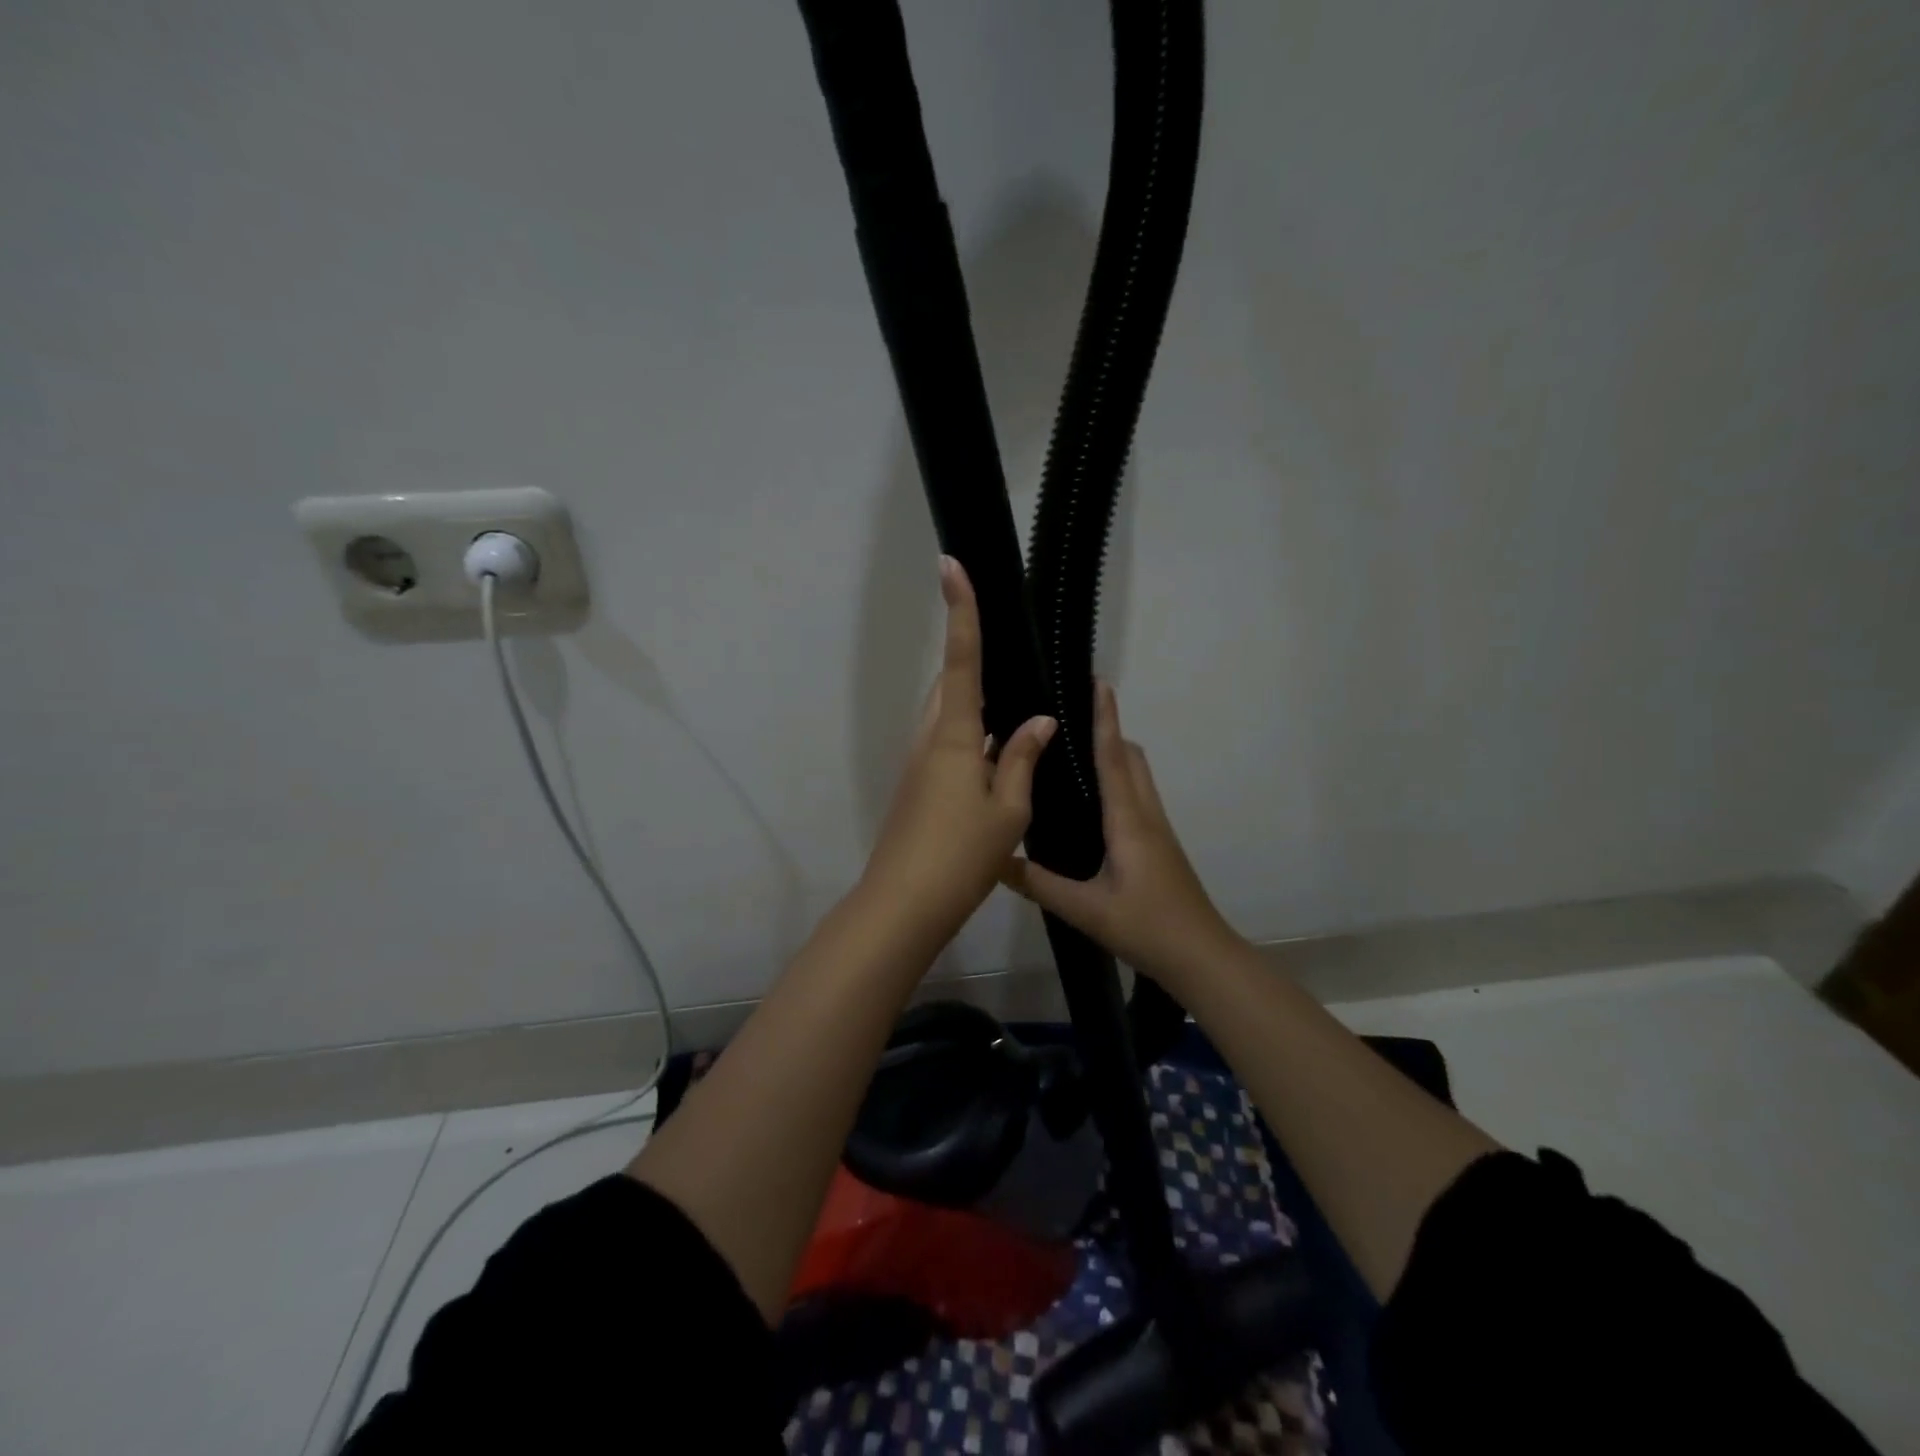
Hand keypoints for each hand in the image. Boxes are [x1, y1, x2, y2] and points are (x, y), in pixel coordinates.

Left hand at [859, 557, 1056, 946]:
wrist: (903, 905)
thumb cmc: (961, 855)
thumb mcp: (1008, 810)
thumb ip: (1023, 760)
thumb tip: (1040, 722)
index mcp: (952, 736)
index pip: (960, 659)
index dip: (960, 611)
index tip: (950, 565)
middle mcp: (929, 740)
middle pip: (951, 686)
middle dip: (973, 665)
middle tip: (1010, 661)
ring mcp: (917, 766)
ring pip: (947, 719)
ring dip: (975, 710)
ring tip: (1016, 719)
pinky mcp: (916, 789)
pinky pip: (946, 747)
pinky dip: (971, 741)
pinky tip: (998, 763)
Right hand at [1000, 681, 1238, 985]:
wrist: (1201, 957)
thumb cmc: (1146, 926)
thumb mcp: (1084, 909)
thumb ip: (1038, 883)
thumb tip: (995, 859)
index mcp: (1127, 820)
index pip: (1113, 756)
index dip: (1104, 717)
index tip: (1097, 682)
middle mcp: (1145, 814)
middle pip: (1131, 757)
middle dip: (1108, 729)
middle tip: (1071, 719)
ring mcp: (1157, 829)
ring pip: (1137, 776)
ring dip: (1114, 754)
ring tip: (1074, 754)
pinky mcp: (1159, 845)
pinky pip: (1137, 797)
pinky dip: (1118, 781)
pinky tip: (1092, 804)